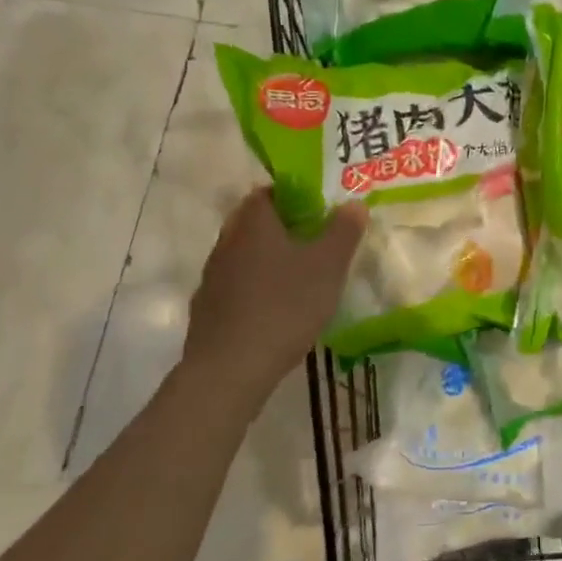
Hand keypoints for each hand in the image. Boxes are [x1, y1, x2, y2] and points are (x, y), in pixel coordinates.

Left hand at [182, 188, 366, 396]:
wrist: (230, 368)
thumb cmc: (284, 306)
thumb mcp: (328, 266)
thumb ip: (344, 232)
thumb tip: (354, 204)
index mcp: (254, 224)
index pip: (267, 192)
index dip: (292, 196)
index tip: (317, 211)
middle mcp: (227, 242)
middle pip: (253, 223)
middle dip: (282, 228)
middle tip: (314, 242)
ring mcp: (212, 277)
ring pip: (243, 255)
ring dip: (267, 259)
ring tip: (298, 278)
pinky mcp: (207, 309)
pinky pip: (235, 286)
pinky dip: (254, 289)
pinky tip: (275, 310)